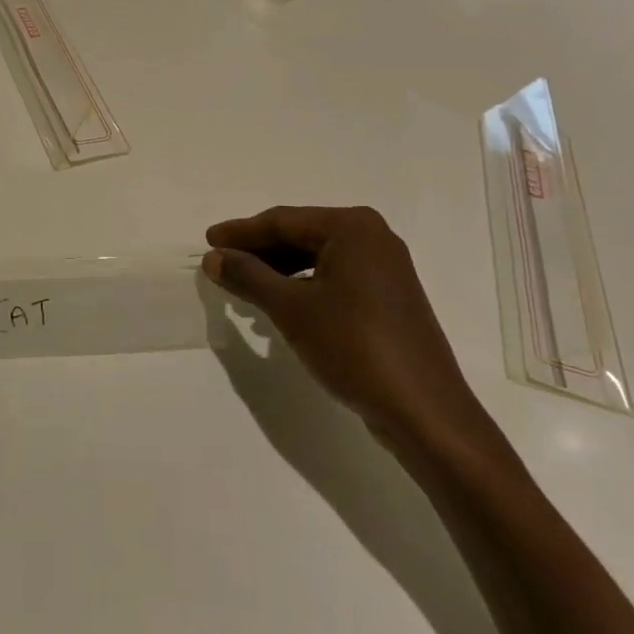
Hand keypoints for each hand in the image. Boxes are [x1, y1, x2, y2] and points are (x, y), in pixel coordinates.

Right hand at [203, 206, 487, 452]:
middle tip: (221, 262)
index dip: (241, 232)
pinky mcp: (389, 297)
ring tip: (244, 284)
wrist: (425, 412)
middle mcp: (372, 237)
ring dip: (279, 269)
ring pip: (317, 257)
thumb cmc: (353, 347)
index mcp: (351, 227)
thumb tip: (213, 257)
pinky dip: (304, 284)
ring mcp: (385, 268)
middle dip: (259, 250)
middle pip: (300, 235)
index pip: (282, 221)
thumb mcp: (290, 309)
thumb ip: (248, 276)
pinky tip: (281, 303)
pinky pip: (335, 276)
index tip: (208, 241)